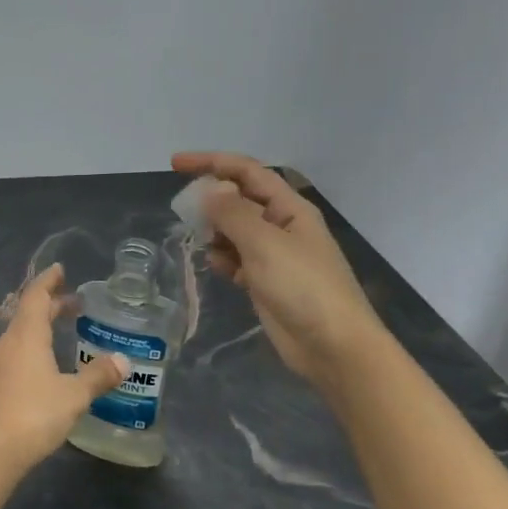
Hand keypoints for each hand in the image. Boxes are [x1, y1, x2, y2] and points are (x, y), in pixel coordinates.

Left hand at [0, 265, 129, 472]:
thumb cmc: (34, 414)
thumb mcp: (73, 394)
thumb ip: (97, 375)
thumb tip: (122, 360)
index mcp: (25, 336)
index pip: (35, 297)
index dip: (48, 281)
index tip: (60, 270)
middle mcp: (8, 343)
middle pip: (28, 314)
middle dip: (51, 304)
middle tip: (75, 302)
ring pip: (21, 334)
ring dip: (42, 326)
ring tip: (64, 328)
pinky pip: (17, 352)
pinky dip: (35, 346)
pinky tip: (49, 363)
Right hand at [172, 152, 386, 387]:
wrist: (333, 346)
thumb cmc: (303, 287)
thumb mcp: (264, 243)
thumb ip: (232, 213)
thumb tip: (209, 190)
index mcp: (289, 208)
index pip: (247, 172)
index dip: (211, 162)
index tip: (174, 164)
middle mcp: (282, 226)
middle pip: (239, 200)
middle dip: (211, 200)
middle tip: (183, 211)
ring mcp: (274, 255)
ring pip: (235, 231)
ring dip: (214, 231)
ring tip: (198, 240)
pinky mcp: (266, 282)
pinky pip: (237, 259)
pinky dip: (223, 258)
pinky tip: (216, 267)